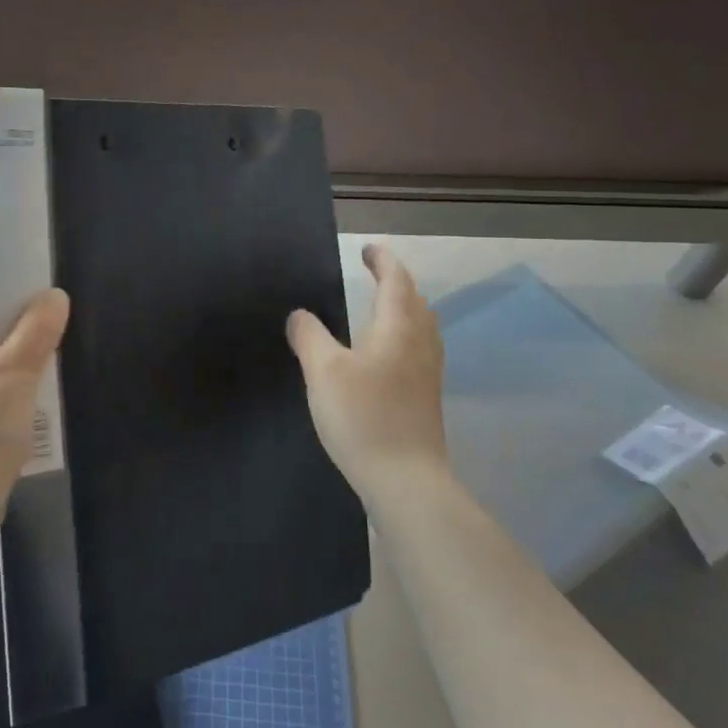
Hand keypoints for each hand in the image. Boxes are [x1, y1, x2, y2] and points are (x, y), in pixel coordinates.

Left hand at [0, 279, 70, 538]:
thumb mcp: (15, 377)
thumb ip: (37, 330)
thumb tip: (54, 296)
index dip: (13, 290)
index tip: (49, 305)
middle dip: (22, 328)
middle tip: (55, 341)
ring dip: (21, 358)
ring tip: (47, 372)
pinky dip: (13, 382)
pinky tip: (34, 399)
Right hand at [287, 244, 452, 504]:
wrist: (405, 479)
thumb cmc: (363, 417)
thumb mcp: (323, 371)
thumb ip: (309, 336)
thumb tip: (300, 315)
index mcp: (398, 328)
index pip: (395, 281)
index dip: (383, 261)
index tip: (368, 249)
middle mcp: (420, 345)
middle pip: (415, 302)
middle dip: (396, 283)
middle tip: (373, 274)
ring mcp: (427, 374)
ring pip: (421, 327)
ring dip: (404, 309)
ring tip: (381, 309)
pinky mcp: (425, 398)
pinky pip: (418, 350)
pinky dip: (403, 336)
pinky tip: (385, 356)